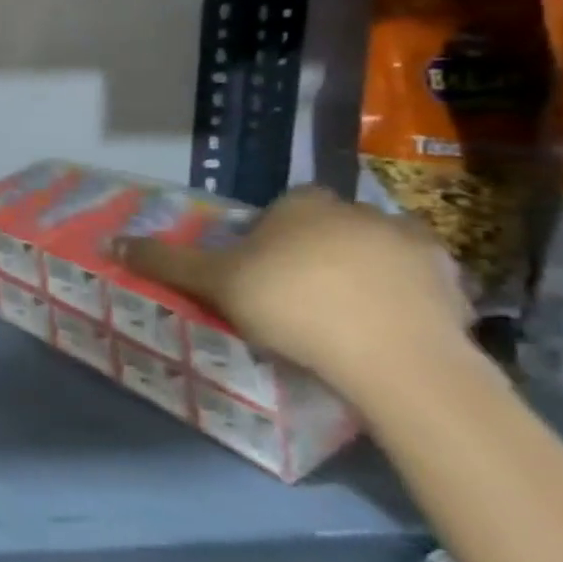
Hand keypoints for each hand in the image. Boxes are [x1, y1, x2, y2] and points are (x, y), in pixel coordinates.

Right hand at [115, 186, 474, 401]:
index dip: (270, 236)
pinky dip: (405, 301)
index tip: (261, 271)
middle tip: (298, 297)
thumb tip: (108, 241)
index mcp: (303, 205)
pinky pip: (419, 286)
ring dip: (364, 273)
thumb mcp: (215, 284)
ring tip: (345, 318)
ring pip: (376, 252)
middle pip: (329, 227)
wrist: (393, 357)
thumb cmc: (292, 305)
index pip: (283, 208)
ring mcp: (413, 245)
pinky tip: (387, 331)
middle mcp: (359, 211)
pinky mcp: (453, 284)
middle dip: (316, 252)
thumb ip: (166, 262)